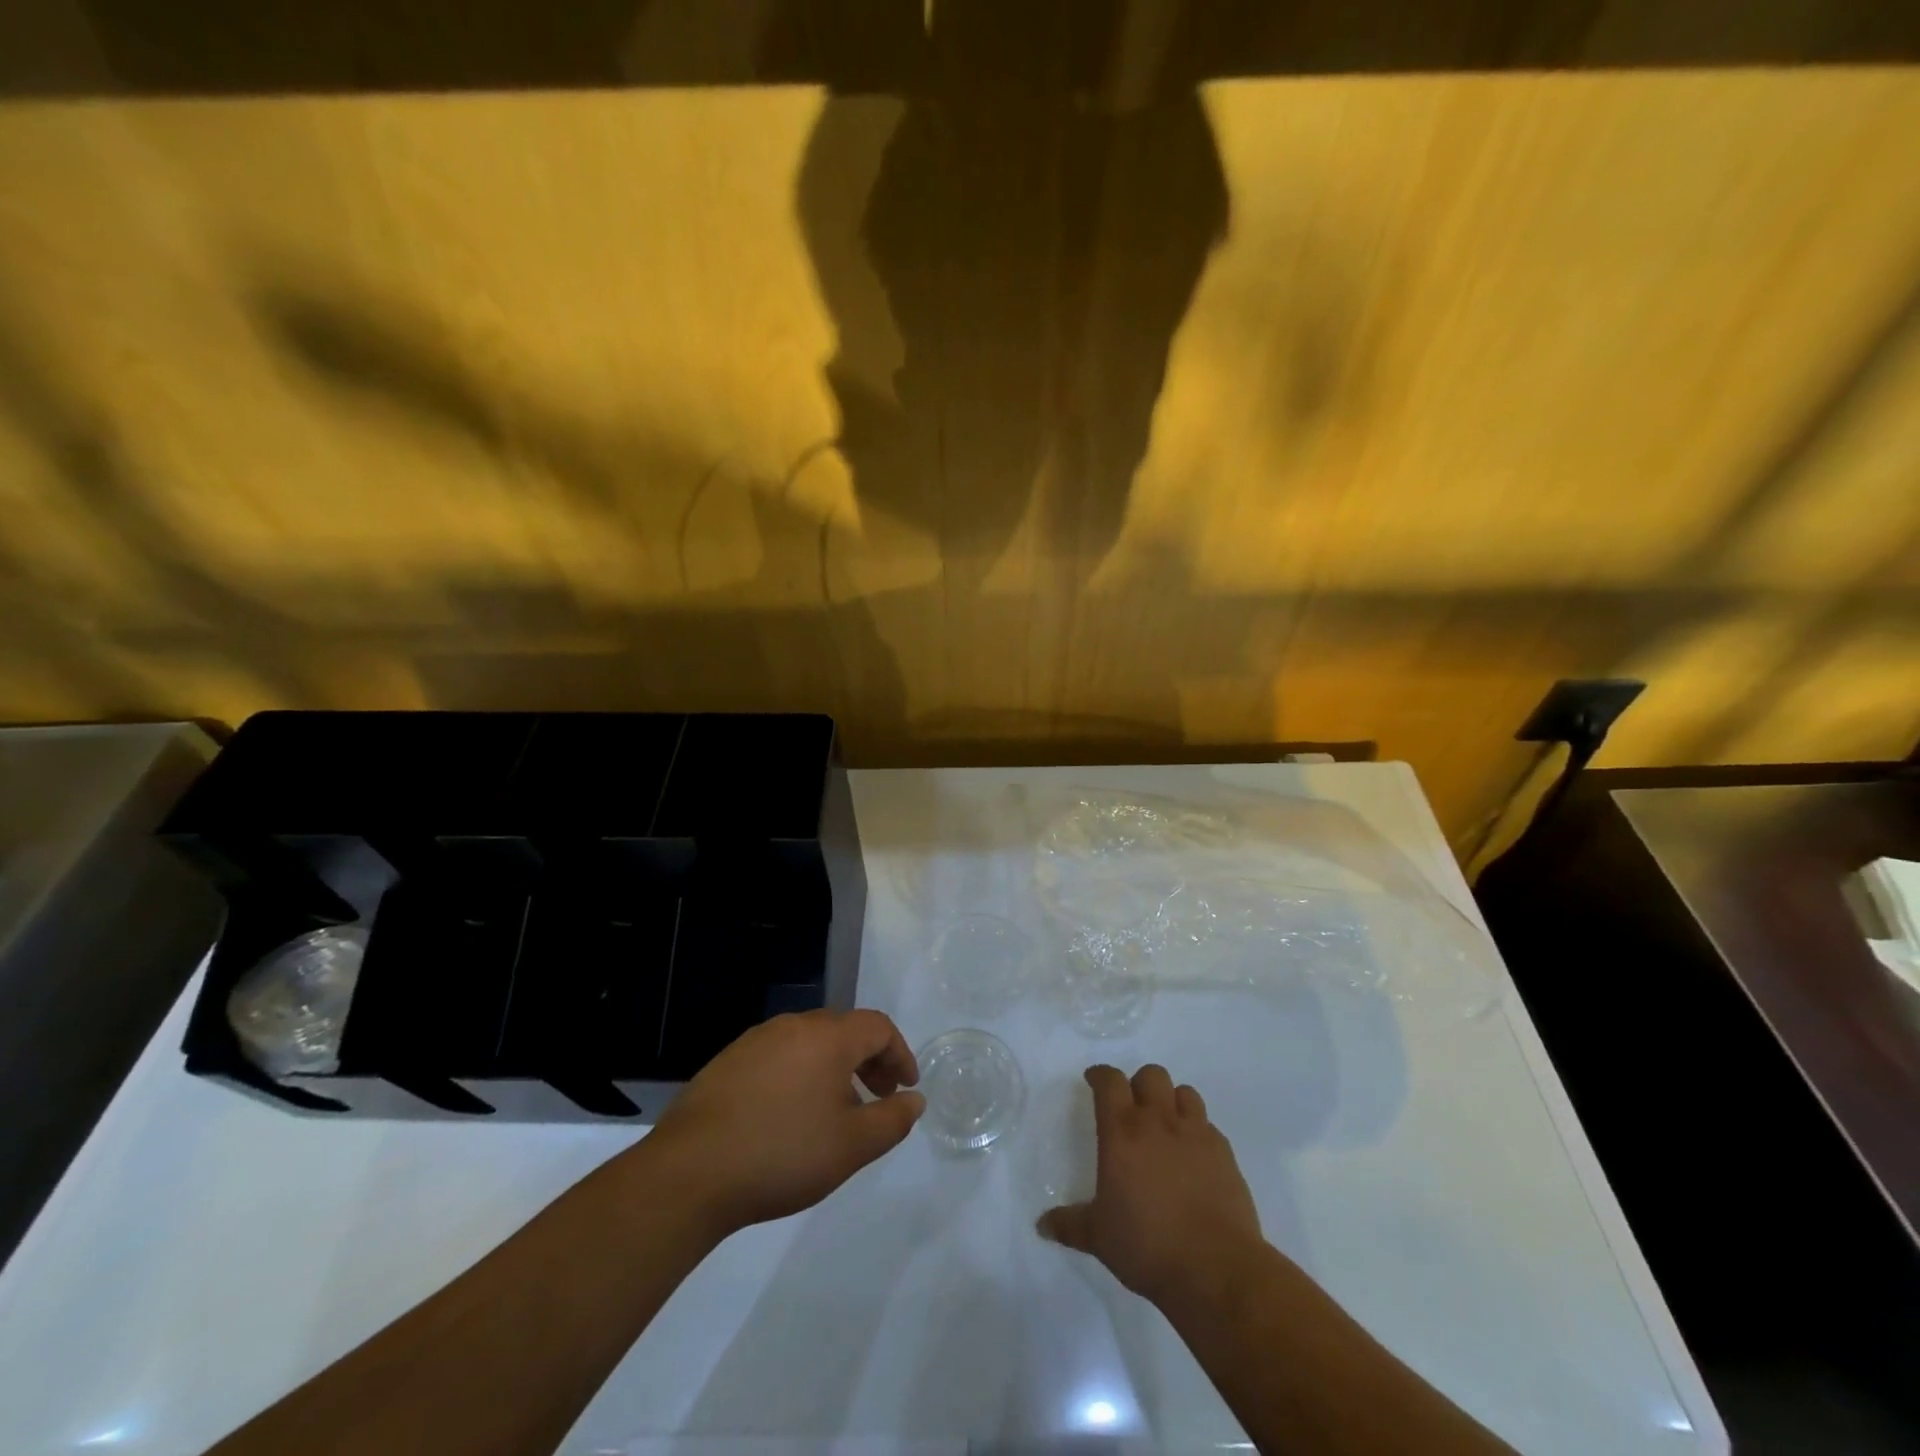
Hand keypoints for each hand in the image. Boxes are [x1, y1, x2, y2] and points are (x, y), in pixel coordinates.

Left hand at [645, 1009, 924, 1235]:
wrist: (690, 1172)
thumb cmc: (783, 1154)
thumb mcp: (851, 1146)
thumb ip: (891, 1120)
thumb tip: (914, 1099)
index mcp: (827, 1037)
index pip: (878, 1027)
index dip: (899, 1054)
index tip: (906, 1088)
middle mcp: (793, 1026)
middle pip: (844, 1030)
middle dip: (869, 1060)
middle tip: (878, 1097)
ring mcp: (755, 1041)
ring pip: (810, 1042)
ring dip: (834, 1067)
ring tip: (836, 1111)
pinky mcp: (727, 1062)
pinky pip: (779, 1056)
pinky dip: (800, 1074)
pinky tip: (790, 1115)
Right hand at [1037, 1064, 1263, 1308]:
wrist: (1215, 1269)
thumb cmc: (1147, 1246)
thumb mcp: (1098, 1237)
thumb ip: (1069, 1224)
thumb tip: (1042, 1225)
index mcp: (1122, 1132)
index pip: (1109, 1081)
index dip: (1100, 1075)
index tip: (1093, 1080)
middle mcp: (1159, 1121)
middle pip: (1150, 1075)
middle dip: (1139, 1084)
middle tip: (1132, 1107)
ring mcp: (1196, 1133)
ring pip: (1185, 1092)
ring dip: (1172, 1101)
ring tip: (1166, 1125)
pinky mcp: (1225, 1153)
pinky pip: (1208, 1125)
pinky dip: (1198, 1131)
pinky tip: (1193, 1156)